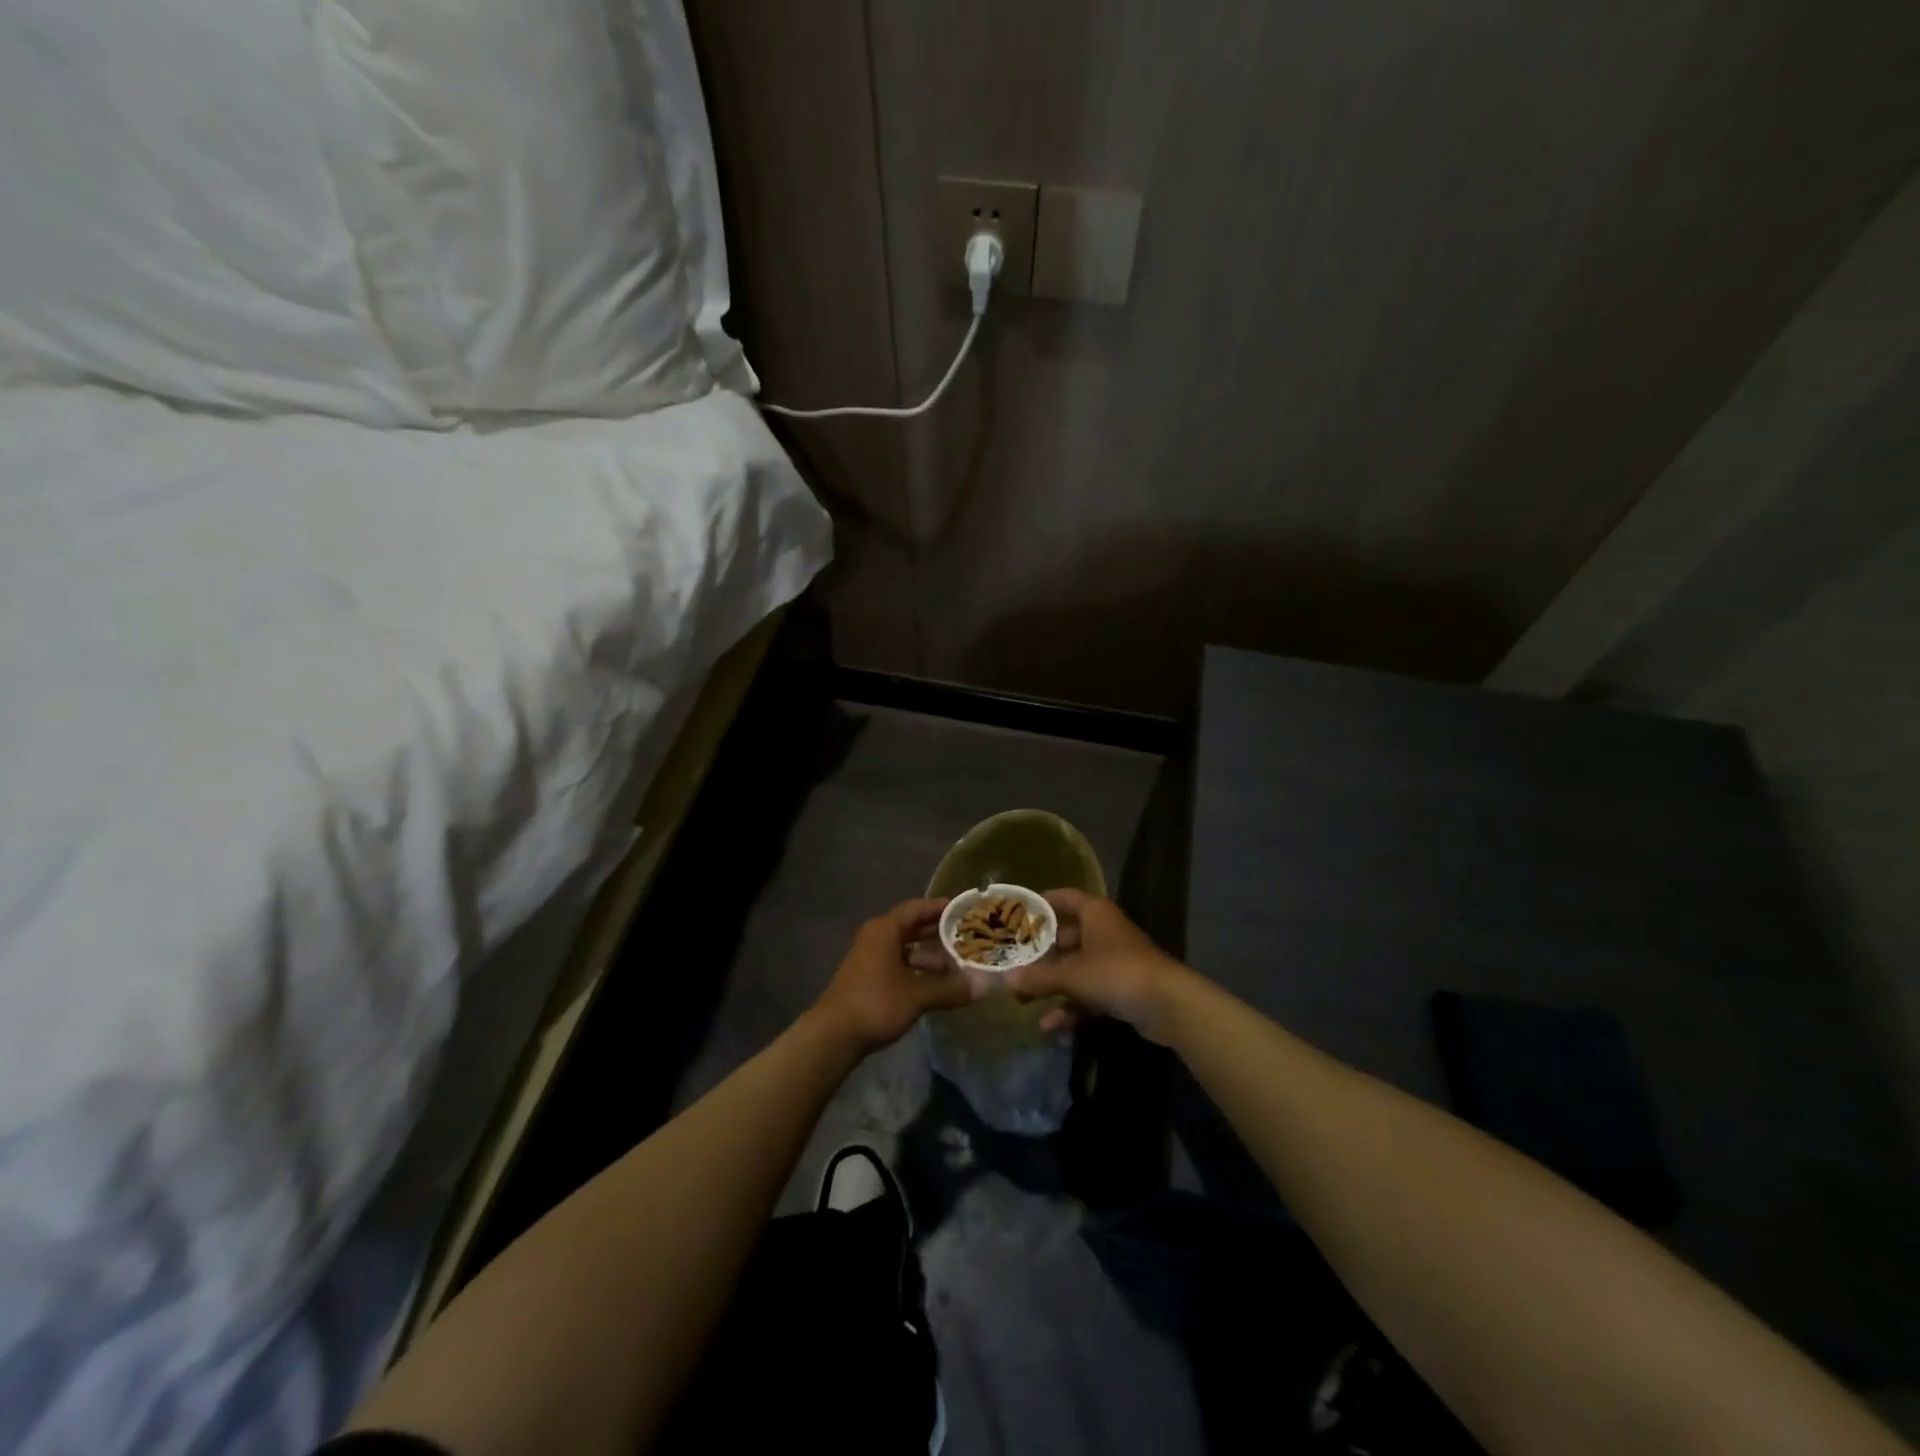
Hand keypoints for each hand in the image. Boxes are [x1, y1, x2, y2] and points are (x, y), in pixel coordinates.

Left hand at [811, 898, 977, 1053]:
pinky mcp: (867, 978)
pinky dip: (916, 969)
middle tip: (966, 935)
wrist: (834, 1035)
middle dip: (938, 932)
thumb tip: (985, 986)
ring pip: (904, 949)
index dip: (941, 907)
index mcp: (885, 930)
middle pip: (911, 927)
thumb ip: (950, 988)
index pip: (917, 908)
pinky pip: (897, 964)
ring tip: (956, 965)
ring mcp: (869, 959)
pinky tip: (935, 985)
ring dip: (928, 955)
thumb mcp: (917, 995)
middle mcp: (876, 938)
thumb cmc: (876, 1003)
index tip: (964, 909)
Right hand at [1007, 890, 1188, 1042]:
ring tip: (1022, 997)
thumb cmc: (1116, 972)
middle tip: (1013, 960)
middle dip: (1041, 952)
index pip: (1065, 898)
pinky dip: (1071, 1006)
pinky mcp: (1122, 989)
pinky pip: (1089, 993)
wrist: (1168, 1005)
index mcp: (1095, 913)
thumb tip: (1004, 980)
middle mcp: (1105, 931)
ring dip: (1053, 983)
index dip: (1042, 903)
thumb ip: (1038, 977)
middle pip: (1067, 936)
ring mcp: (1115, 961)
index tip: (1017, 913)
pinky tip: (1048, 1025)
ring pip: (1077, 967)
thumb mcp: (1072, 975)